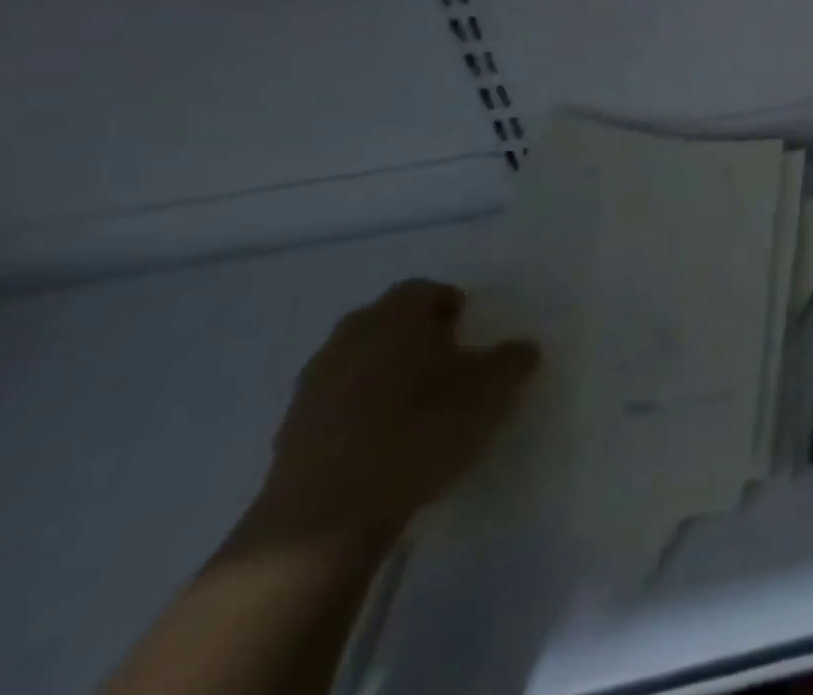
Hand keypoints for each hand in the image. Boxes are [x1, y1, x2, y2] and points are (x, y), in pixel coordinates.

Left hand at [245, 279, 538, 546]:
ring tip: (416, 404)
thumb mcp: (489, 392)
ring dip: (383, 372)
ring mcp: (311, 388)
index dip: (449, 305)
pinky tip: (383, 441)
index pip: (423, 291)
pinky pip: (334, 404)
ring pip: (355, 362)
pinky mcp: (289, 436)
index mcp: (394, 317)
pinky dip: (358, 411)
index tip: (469, 329)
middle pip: (383, 321)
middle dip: (413, 335)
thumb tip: (523, 349)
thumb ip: (512, 362)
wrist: (324, 521)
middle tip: (445, 361)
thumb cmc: (418, 432)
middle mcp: (348, 340)